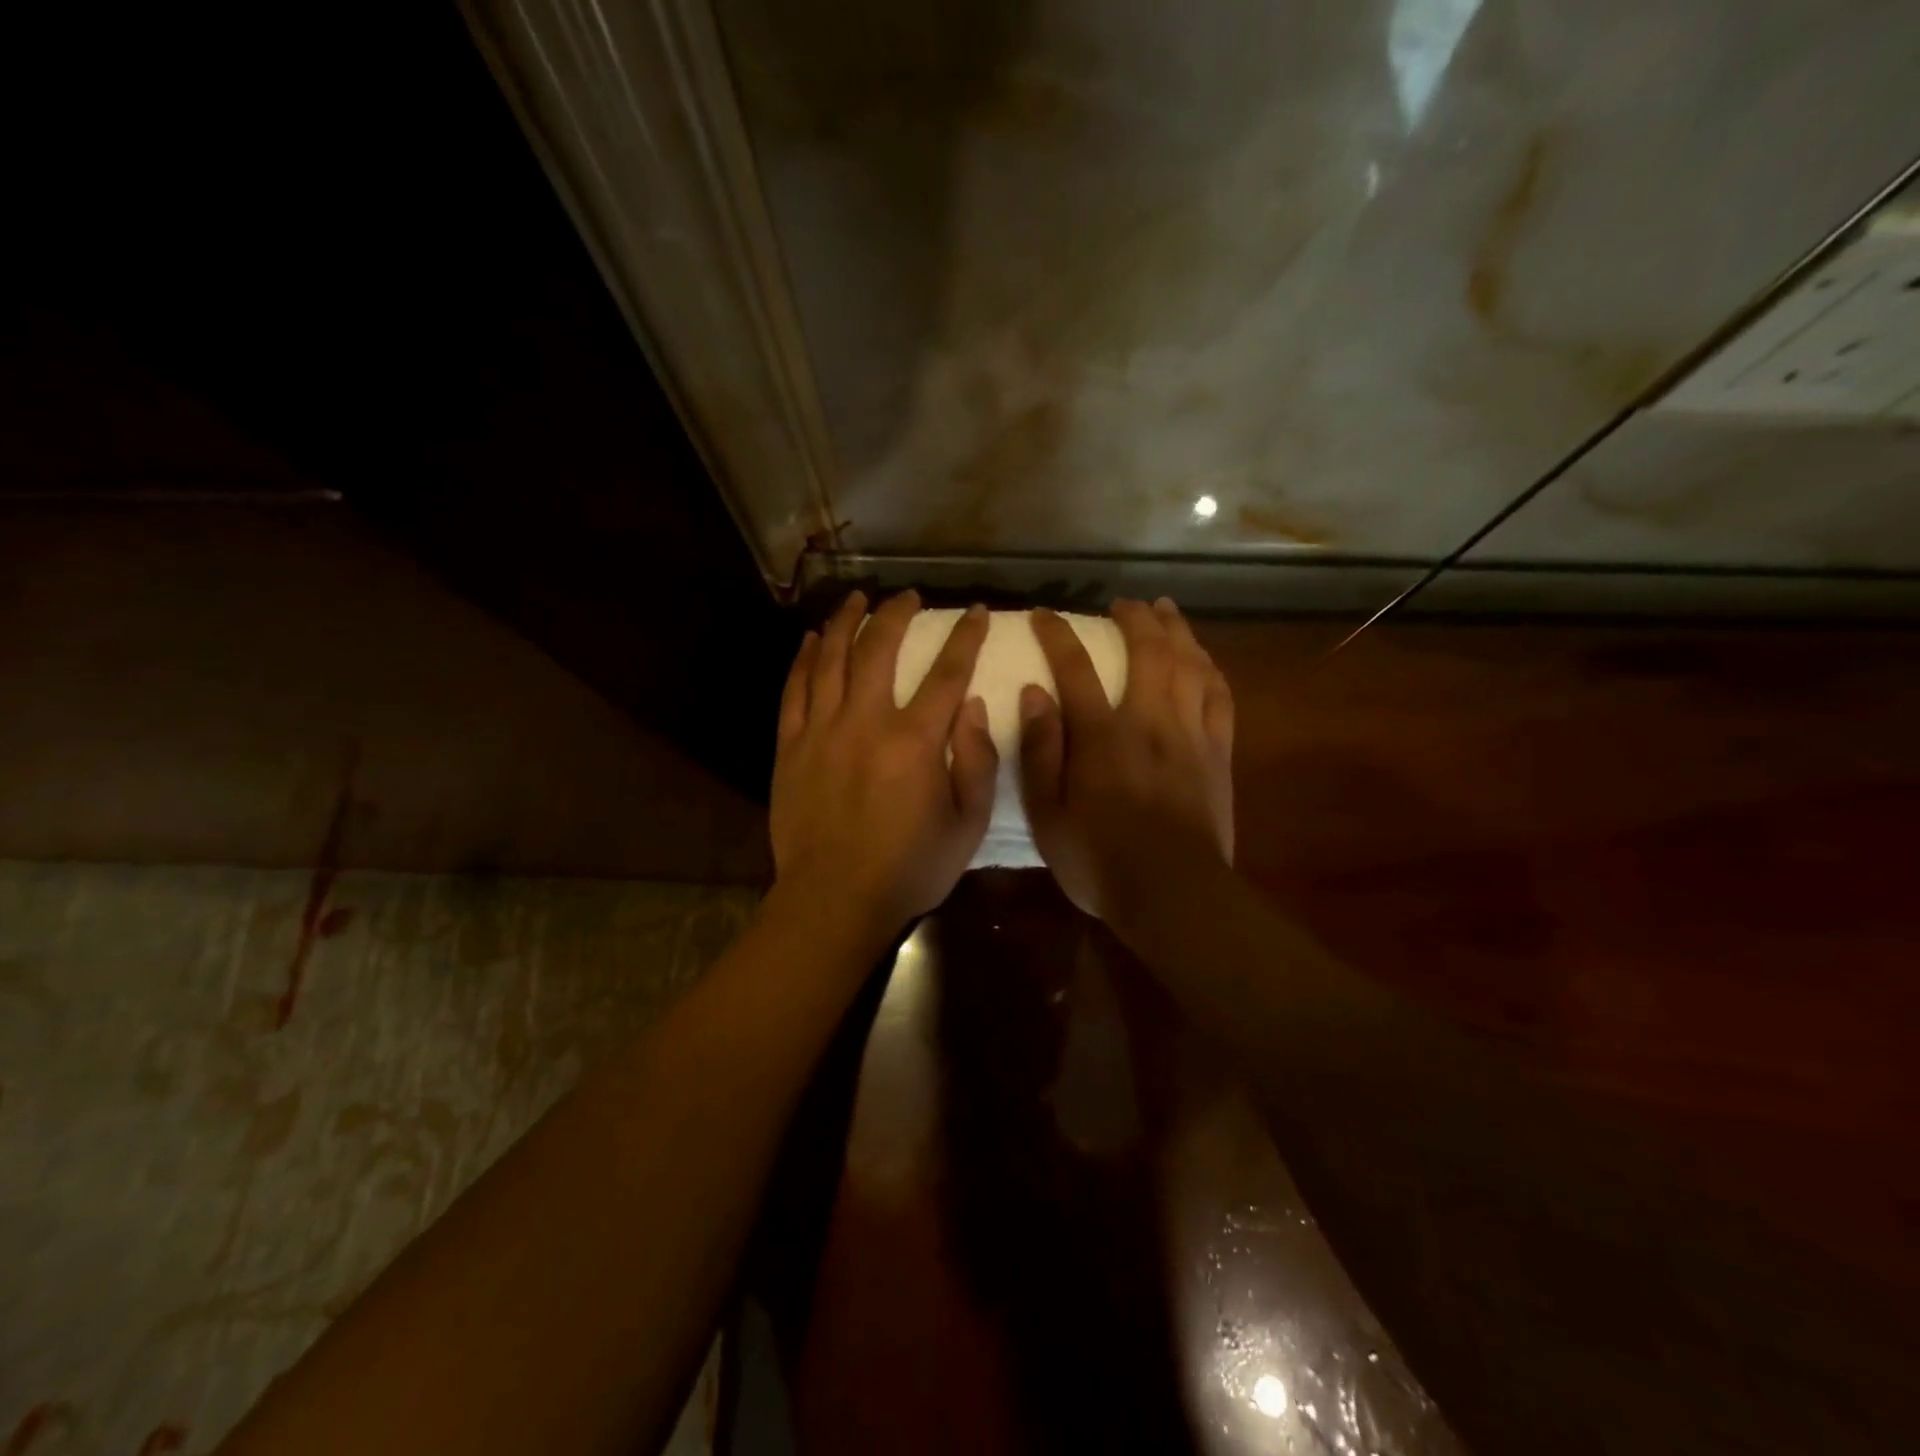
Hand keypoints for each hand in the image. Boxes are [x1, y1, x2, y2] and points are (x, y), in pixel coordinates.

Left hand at [771, 590, 997, 936]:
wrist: (835, 900)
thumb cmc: (909, 868)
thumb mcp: (968, 824)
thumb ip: (978, 761)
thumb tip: (971, 705)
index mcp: (915, 741)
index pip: (947, 672)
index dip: (966, 636)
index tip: (977, 611)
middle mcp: (866, 722)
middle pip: (880, 649)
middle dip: (898, 614)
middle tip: (908, 596)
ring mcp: (821, 731)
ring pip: (832, 659)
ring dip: (847, 622)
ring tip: (857, 598)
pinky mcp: (790, 746)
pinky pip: (795, 690)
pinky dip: (805, 659)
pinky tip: (813, 639)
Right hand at [1018, 598, 1234, 923]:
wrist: (1172, 893)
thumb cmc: (1098, 858)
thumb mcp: (1047, 813)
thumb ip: (1039, 751)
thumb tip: (1035, 693)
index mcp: (1101, 735)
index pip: (1075, 668)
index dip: (1058, 635)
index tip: (1043, 614)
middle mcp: (1149, 720)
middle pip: (1148, 652)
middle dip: (1134, 619)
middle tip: (1124, 603)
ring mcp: (1190, 734)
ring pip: (1190, 665)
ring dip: (1177, 631)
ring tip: (1166, 610)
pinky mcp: (1218, 754)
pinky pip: (1220, 698)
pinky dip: (1211, 670)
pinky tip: (1204, 660)